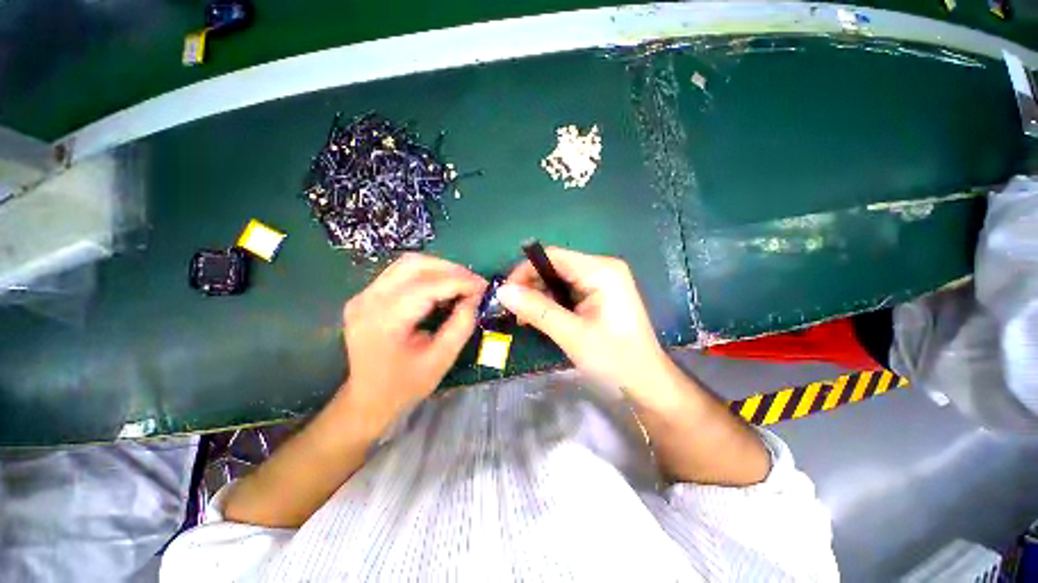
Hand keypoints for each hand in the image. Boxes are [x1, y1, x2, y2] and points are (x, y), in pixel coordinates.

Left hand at [341, 253, 485, 431]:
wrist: (367, 400)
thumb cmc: (405, 386)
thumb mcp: (441, 359)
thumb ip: (461, 325)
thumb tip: (476, 297)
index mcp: (384, 321)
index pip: (427, 286)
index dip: (459, 282)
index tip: (484, 286)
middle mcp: (368, 300)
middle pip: (414, 265)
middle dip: (450, 269)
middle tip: (474, 283)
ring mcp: (363, 295)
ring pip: (408, 264)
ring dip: (439, 269)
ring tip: (461, 284)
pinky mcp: (367, 296)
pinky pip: (401, 273)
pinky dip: (427, 275)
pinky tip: (442, 289)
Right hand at [497, 247, 674, 401]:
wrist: (647, 384)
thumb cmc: (614, 360)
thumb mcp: (572, 334)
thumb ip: (537, 310)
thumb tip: (502, 292)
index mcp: (601, 270)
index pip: (552, 256)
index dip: (525, 271)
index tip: (506, 294)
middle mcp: (602, 269)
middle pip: (555, 266)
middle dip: (531, 286)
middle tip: (514, 312)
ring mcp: (602, 281)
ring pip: (559, 280)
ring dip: (539, 297)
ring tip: (525, 319)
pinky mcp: (599, 295)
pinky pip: (568, 291)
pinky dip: (551, 303)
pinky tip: (542, 319)